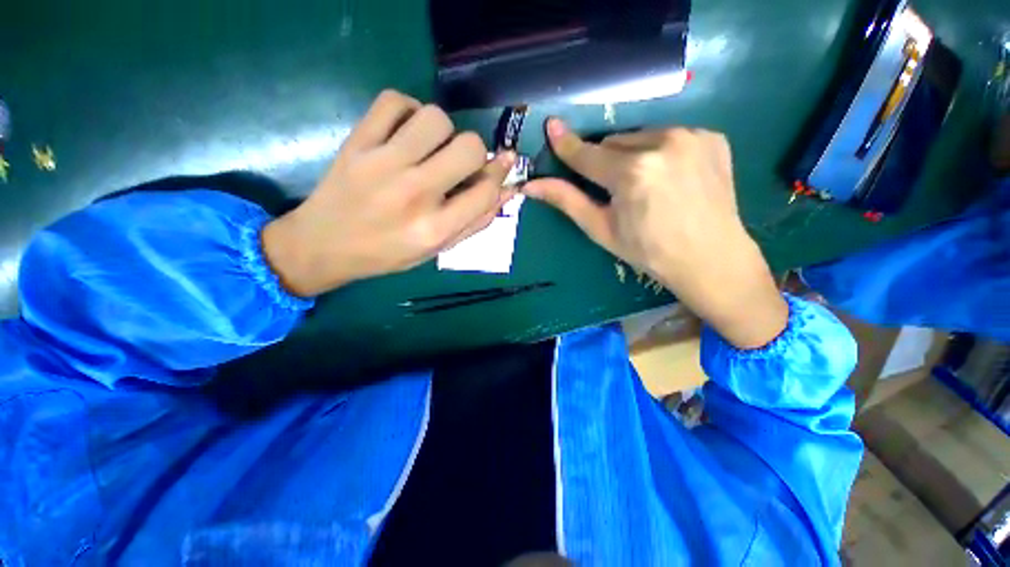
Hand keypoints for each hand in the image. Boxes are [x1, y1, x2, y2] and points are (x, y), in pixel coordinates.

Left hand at [262, 90, 515, 296]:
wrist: (324, 244)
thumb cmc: (388, 253)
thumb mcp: (438, 249)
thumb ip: (475, 222)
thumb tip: (507, 190)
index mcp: (435, 228)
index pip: (486, 190)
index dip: (498, 175)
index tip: (497, 168)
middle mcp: (414, 193)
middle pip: (468, 147)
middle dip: (475, 153)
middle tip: (459, 163)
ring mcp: (383, 163)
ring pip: (436, 118)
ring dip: (444, 131)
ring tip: (431, 148)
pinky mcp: (357, 142)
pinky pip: (394, 101)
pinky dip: (409, 109)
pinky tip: (407, 131)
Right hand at [523, 118, 786, 348]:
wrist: (710, 259)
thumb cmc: (648, 251)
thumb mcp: (601, 229)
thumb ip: (567, 201)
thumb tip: (531, 186)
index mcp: (632, 173)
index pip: (588, 154)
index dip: (567, 145)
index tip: (551, 127)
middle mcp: (663, 143)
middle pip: (614, 142)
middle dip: (606, 162)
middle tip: (616, 191)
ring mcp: (693, 136)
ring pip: (641, 136)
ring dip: (632, 155)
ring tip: (646, 186)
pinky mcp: (712, 137)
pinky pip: (669, 136)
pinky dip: (660, 152)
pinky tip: (670, 178)